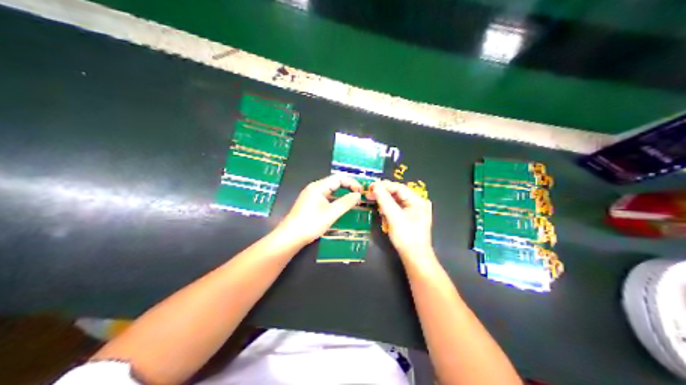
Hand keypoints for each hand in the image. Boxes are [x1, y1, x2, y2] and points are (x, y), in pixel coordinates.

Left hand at [277, 174, 366, 245]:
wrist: (290, 236)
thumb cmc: (310, 224)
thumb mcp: (331, 213)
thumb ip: (346, 203)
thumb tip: (358, 195)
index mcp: (318, 187)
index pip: (339, 178)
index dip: (352, 183)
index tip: (361, 192)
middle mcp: (315, 188)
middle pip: (335, 182)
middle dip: (348, 187)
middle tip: (360, 196)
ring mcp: (311, 196)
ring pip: (331, 190)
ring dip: (343, 194)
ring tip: (353, 201)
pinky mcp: (310, 204)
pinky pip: (326, 197)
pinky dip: (336, 200)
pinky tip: (341, 207)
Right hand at [367, 180, 430, 258]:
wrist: (415, 258)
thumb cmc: (407, 237)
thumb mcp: (394, 217)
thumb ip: (385, 200)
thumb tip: (375, 185)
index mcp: (418, 201)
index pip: (399, 187)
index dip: (384, 186)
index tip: (369, 186)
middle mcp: (417, 203)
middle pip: (397, 194)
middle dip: (383, 194)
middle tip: (368, 194)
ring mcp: (414, 211)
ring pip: (396, 201)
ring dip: (384, 203)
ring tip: (373, 203)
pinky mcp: (408, 219)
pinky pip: (396, 209)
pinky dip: (388, 210)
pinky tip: (382, 213)